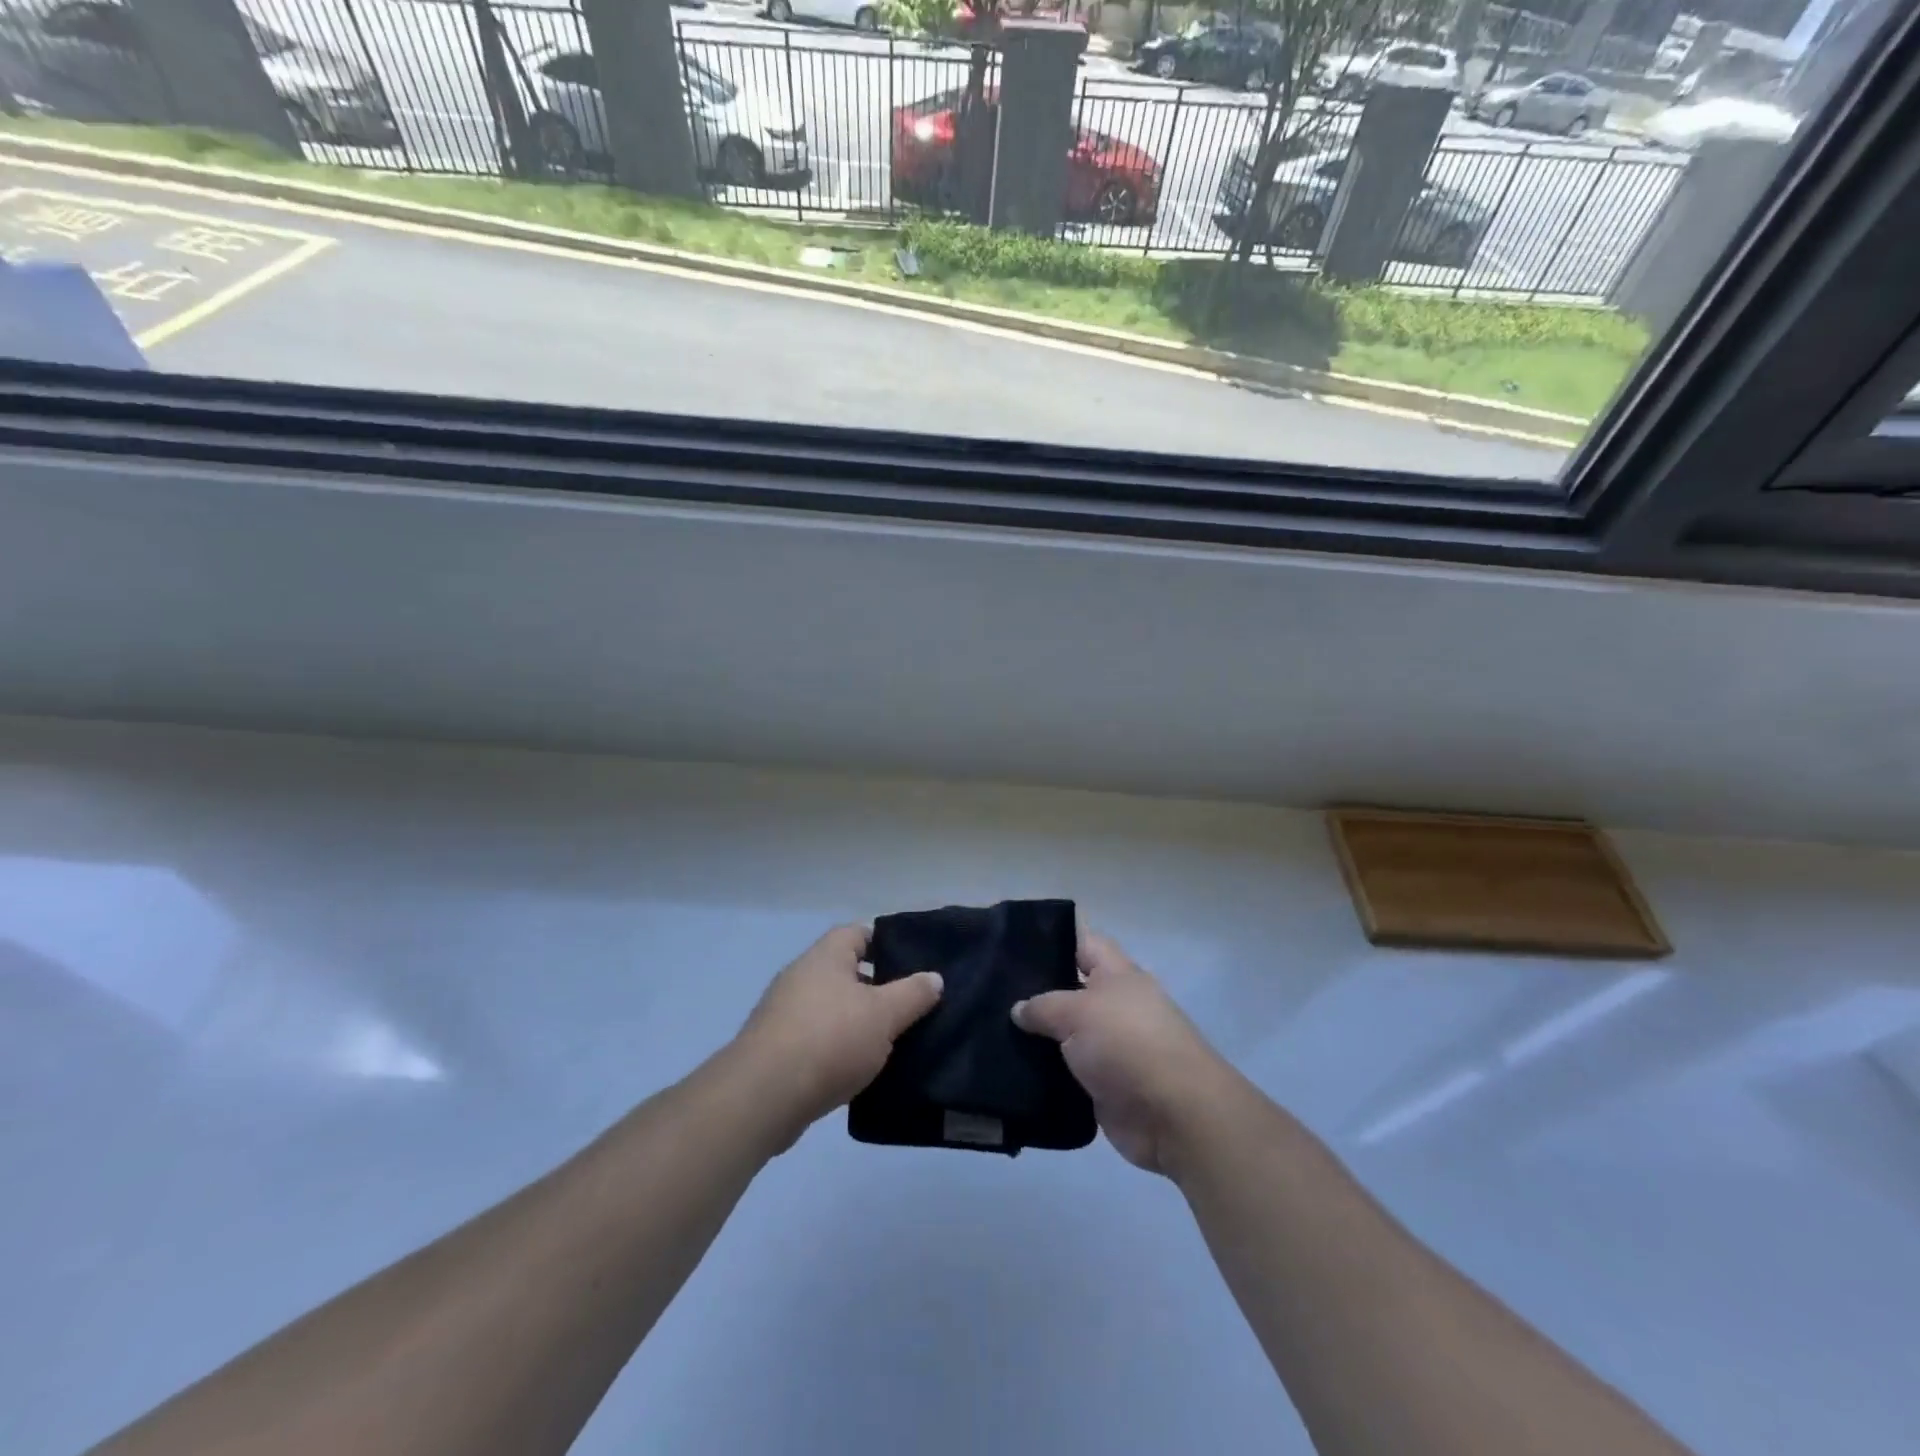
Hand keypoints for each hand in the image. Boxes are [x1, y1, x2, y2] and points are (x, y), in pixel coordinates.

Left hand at [732, 924, 943, 1149]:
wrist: (763, 1096)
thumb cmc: (829, 1040)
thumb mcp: (884, 1015)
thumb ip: (913, 994)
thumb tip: (934, 978)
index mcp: (826, 956)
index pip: (858, 933)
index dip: (886, 943)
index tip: (913, 964)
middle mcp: (801, 976)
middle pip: (846, 971)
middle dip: (876, 988)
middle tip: (909, 1007)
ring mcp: (784, 1012)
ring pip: (832, 1008)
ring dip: (856, 1022)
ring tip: (890, 1042)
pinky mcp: (776, 1049)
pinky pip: (816, 1039)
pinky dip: (837, 1049)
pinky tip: (858, 1070)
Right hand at [1012, 931, 1237, 1177]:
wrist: (1173, 1114)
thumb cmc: (1127, 1043)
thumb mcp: (1077, 1012)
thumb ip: (1043, 1006)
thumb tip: (1019, 1009)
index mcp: (1117, 974)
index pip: (1083, 943)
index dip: (1052, 939)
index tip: (1013, 944)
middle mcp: (1115, 1006)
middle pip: (1071, 990)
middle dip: (1036, 992)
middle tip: (992, 991)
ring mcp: (1111, 1047)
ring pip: (1066, 1034)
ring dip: (1038, 1038)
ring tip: (993, 1032)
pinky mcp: (1105, 1086)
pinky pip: (1068, 1072)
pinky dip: (1045, 1073)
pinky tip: (1011, 1070)